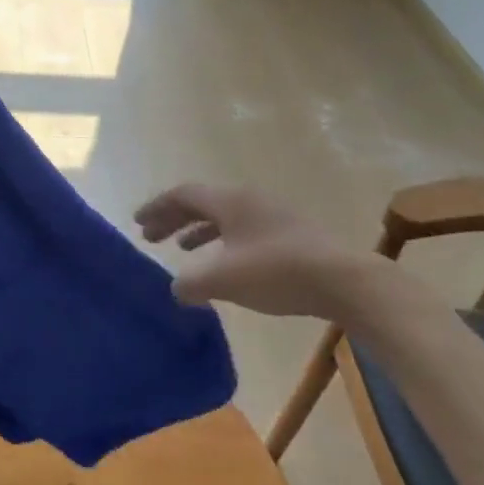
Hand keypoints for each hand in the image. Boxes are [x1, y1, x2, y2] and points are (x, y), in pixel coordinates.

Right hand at [137, 184, 372, 319]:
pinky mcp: (291, 233)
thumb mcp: (225, 279)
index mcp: (227, 200)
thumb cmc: (276, 271)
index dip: (157, 207)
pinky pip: (243, 228)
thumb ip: (192, 283)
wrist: (345, 280)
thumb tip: (175, 289)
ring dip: (199, 230)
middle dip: (174, 218)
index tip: (138, 223)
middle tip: (152, 237)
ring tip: (184, 249)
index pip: (182, 195)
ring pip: (224, 216)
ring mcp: (272, 214)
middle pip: (202, 202)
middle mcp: (247, 199)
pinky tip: (226, 264)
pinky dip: (223, 241)